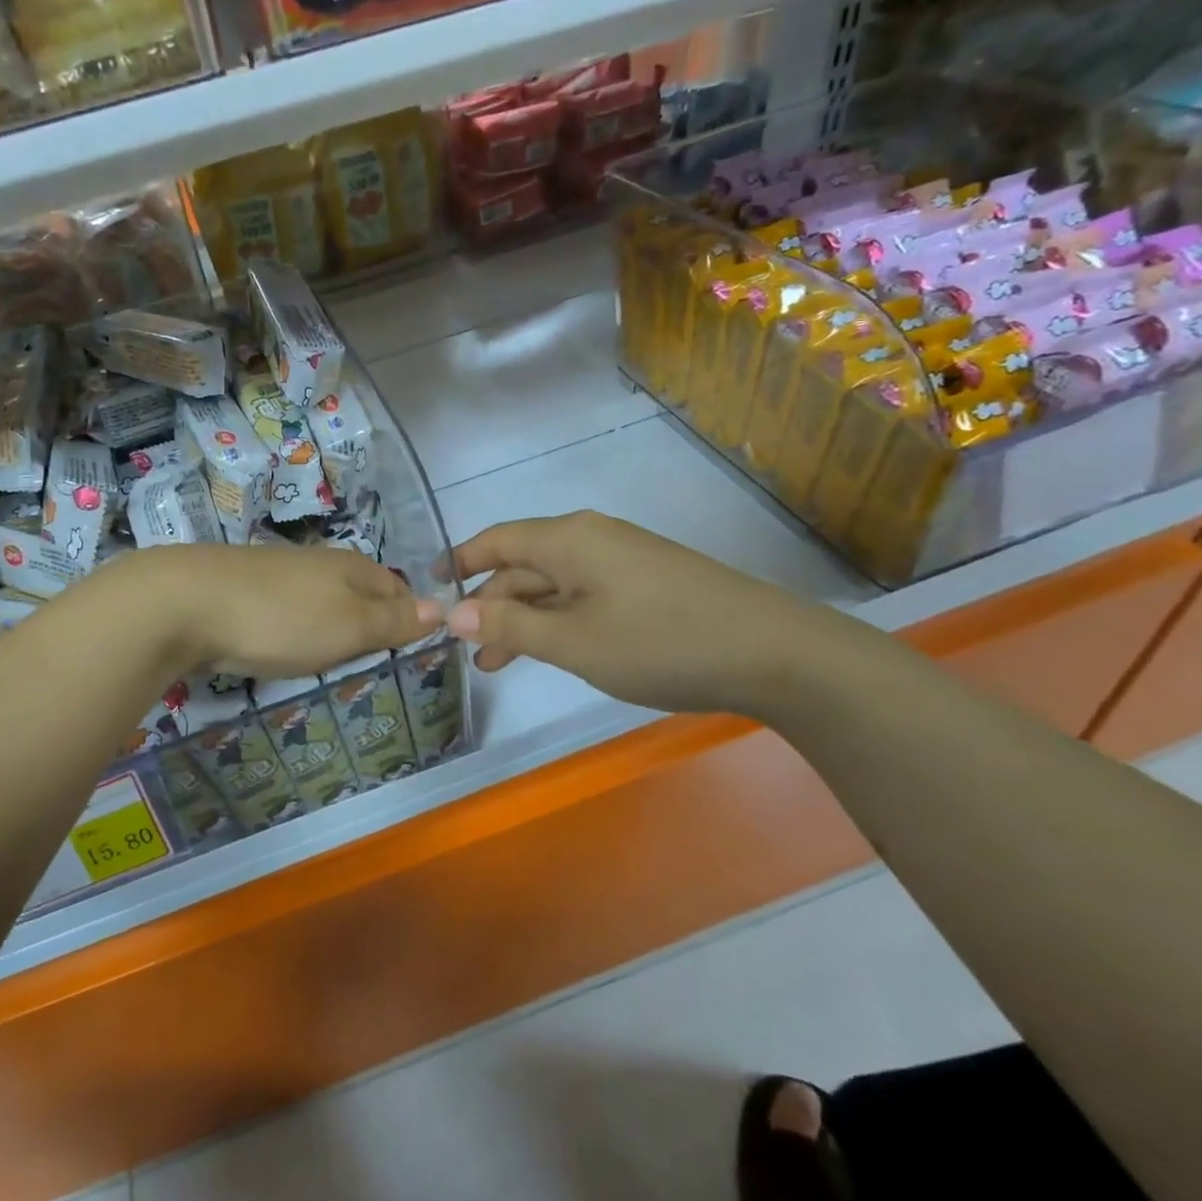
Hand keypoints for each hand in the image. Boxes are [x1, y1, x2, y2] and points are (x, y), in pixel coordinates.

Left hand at [111, 544, 436, 678]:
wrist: (185, 604)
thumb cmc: (282, 619)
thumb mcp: (350, 626)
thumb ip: (394, 621)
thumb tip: (440, 608)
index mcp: (353, 568)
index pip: (399, 590)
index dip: (408, 619)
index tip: (408, 653)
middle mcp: (320, 563)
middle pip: (361, 593)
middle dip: (370, 624)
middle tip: (371, 662)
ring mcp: (280, 574)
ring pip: (323, 602)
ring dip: (332, 628)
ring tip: (331, 659)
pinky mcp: (246, 590)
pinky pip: (288, 611)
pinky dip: (296, 629)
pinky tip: (284, 646)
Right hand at [446, 511, 833, 717]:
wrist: (772, 652)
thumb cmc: (659, 641)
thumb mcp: (573, 640)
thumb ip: (509, 624)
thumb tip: (451, 611)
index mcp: (568, 539)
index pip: (497, 540)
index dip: (460, 560)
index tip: (429, 586)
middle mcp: (592, 538)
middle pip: (524, 564)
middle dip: (491, 604)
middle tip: (468, 649)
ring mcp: (623, 560)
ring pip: (554, 584)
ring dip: (524, 619)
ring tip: (499, 662)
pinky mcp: (646, 583)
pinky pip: (584, 595)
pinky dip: (558, 621)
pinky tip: (555, 649)